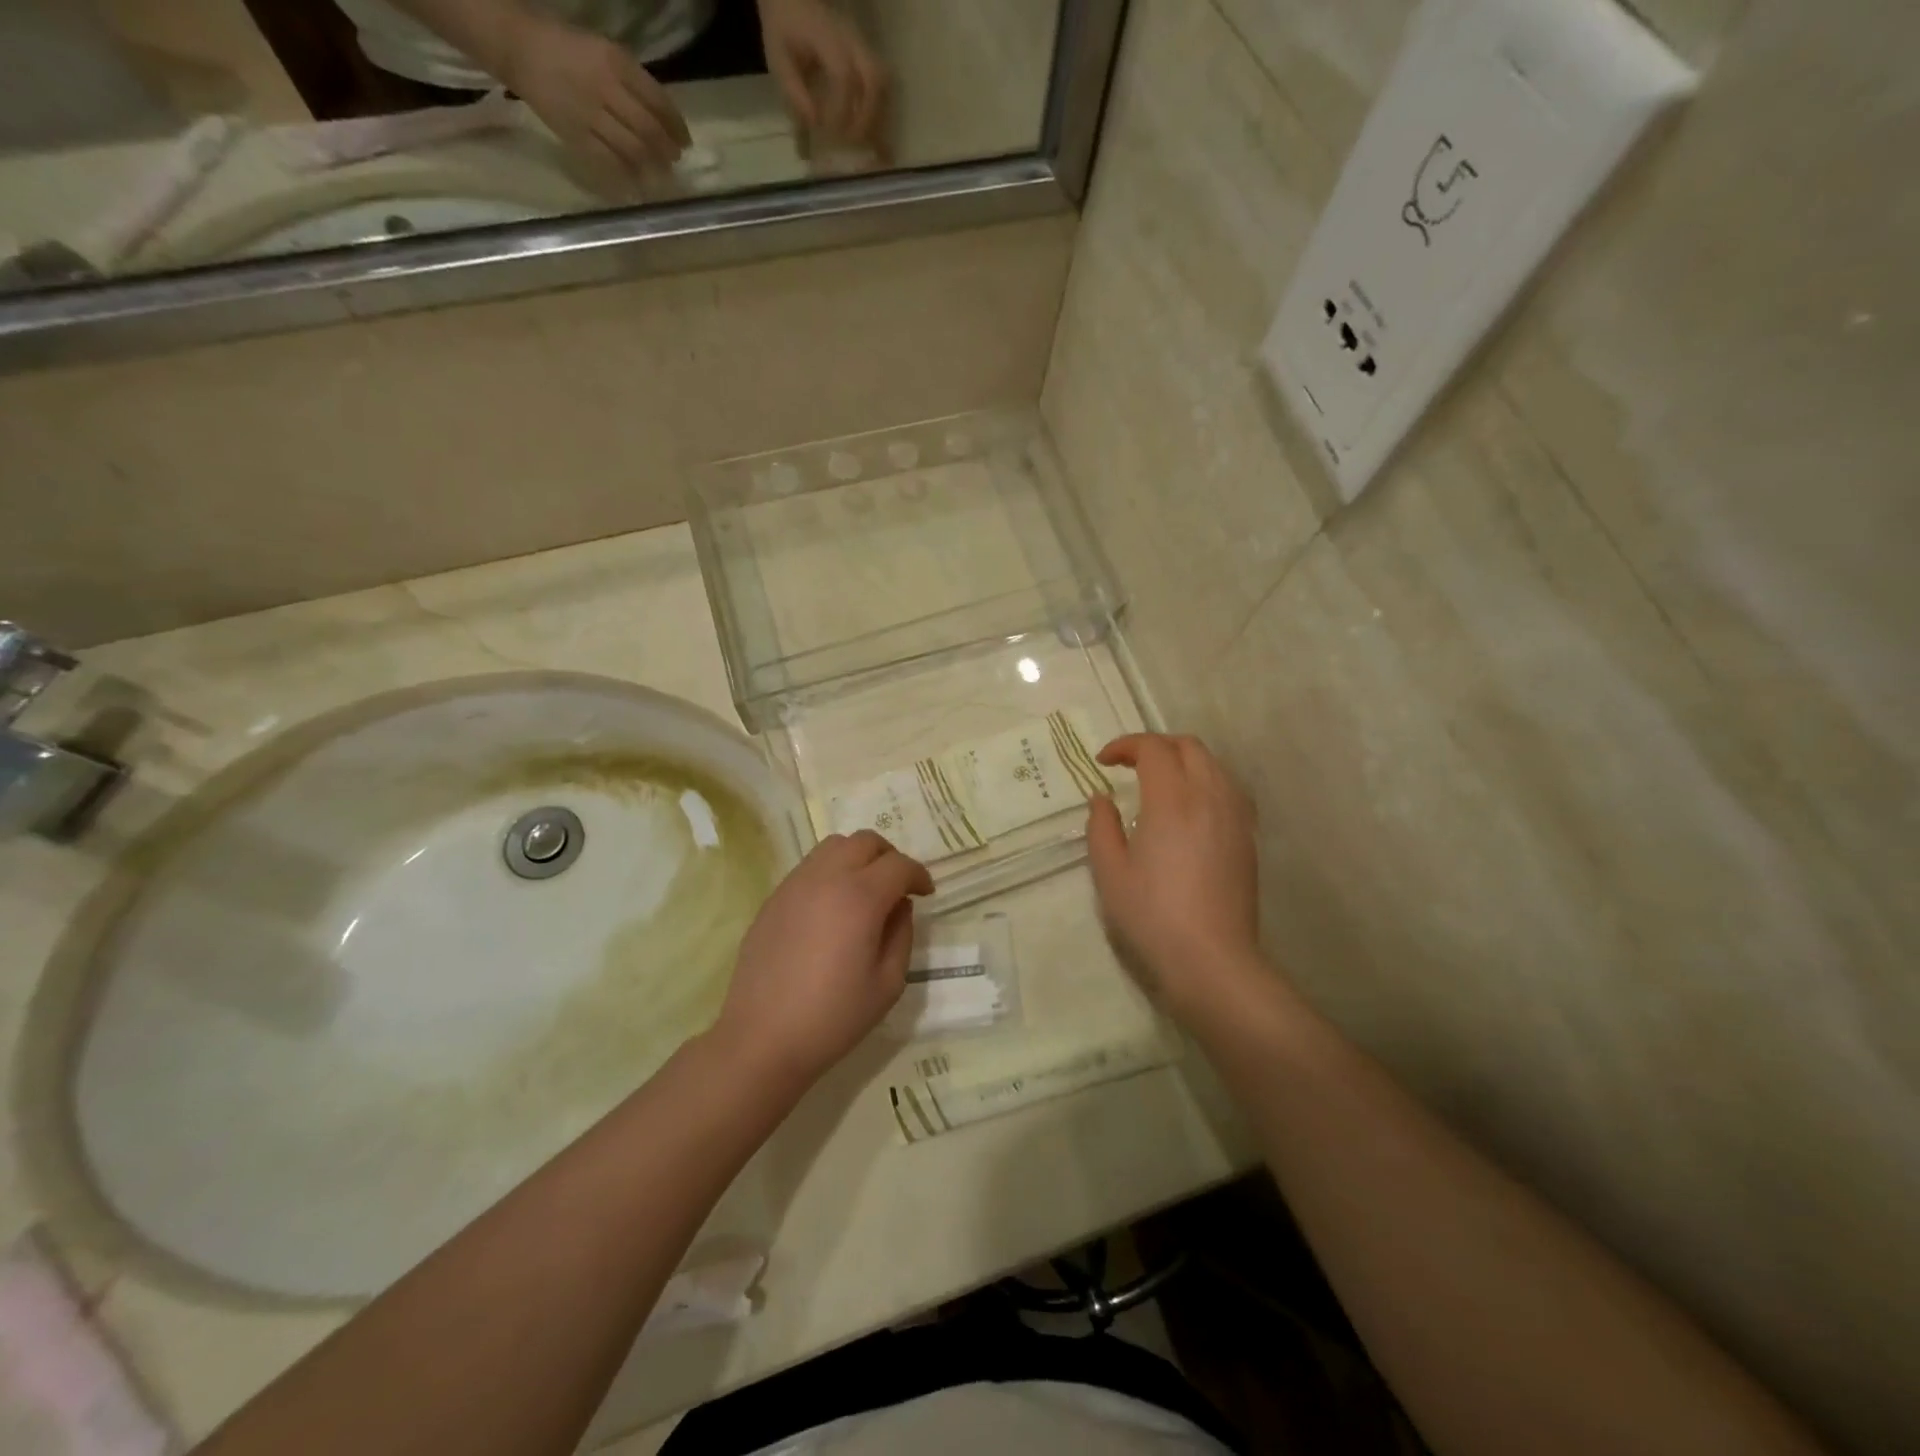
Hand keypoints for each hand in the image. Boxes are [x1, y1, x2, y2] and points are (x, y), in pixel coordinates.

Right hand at [502, 14, 688, 178]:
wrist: (520, 48)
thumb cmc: (568, 50)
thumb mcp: (605, 53)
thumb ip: (633, 83)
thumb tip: (665, 119)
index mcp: (615, 62)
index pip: (658, 100)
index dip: (676, 126)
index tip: (685, 142)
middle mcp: (605, 88)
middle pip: (649, 130)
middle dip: (667, 150)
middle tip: (675, 160)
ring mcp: (590, 114)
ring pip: (633, 149)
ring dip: (652, 166)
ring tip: (661, 173)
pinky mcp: (577, 136)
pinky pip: (610, 162)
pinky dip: (628, 175)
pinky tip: (638, 181)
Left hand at [715, 830, 932, 1087]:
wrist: (762, 1039)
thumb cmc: (833, 1017)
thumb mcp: (888, 984)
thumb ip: (902, 934)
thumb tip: (899, 905)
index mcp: (860, 898)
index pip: (898, 865)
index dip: (918, 875)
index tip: (925, 893)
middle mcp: (826, 878)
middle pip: (865, 841)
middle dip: (890, 857)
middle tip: (898, 886)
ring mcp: (795, 885)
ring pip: (834, 846)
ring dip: (857, 857)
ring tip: (864, 890)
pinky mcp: (774, 898)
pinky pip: (809, 867)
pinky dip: (830, 872)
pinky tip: (832, 907)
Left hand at [757, 0, 889, 154]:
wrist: (793, 0)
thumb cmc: (785, 30)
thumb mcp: (779, 58)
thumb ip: (795, 91)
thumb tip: (814, 123)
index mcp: (828, 38)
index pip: (844, 76)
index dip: (841, 110)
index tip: (830, 133)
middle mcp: (852, 40)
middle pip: (875, 79)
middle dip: (867, 116)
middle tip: (853, 141)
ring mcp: (863, 47)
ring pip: (883, 84)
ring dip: (877, 115)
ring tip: (863, 139)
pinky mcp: (867, 56)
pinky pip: (881, 86)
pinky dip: (877, 111)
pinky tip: (867, 129)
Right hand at [1086, 734, 1261, 1019]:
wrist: (1212, 960)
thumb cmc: (1152, 916)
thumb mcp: (1110, 873)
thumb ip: (1101, 827)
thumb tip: (1102, 799)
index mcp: (1171, 801)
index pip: (1153, 749)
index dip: (1125, 746)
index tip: (1103, 762)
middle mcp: (1209, 797)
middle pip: (1188, 746)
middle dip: (1156, 745)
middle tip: (1130, 765)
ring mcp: (1235, 816)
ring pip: (1214, 764)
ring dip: (1183, 760)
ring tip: (1159, 782)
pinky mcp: (1247, 837)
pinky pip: (1229, 789)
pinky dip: (1205, 781)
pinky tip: (1190, 808)